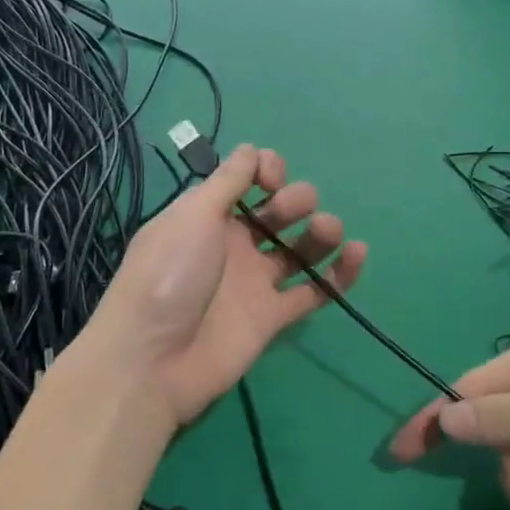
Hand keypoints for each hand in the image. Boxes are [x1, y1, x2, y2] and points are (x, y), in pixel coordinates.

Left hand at [89, 144, 366, 426]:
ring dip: (320, 233)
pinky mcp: (272, 317)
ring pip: (298, 250)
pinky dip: (338, 275)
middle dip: (294, 199)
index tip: (271, 177)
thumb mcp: (193, 215)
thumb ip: (227, 181)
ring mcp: (253, 282)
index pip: (247, 181)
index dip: (265, 171)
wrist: (152, 360)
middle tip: (292, 206)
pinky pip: (313, 292)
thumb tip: (251, 148)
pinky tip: (357, 253)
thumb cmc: (168, 274)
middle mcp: (233, 244)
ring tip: (330, 229)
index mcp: (208, 215)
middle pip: (277, 213)